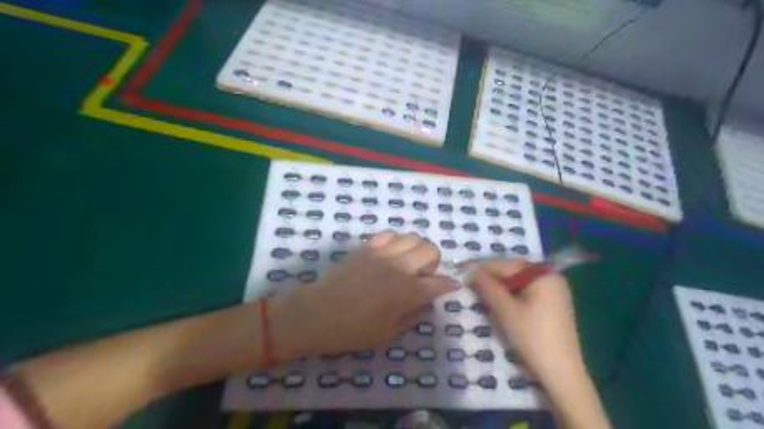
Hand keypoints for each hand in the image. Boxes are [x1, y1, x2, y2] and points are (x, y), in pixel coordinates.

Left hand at [267, 231, 454, 358]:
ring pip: (412, 237)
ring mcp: (382, 253)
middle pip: (430, 250)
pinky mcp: (366, 246)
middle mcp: (399, 267)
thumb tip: (423, 302)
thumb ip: (412, 314)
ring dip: (416, 249)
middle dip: (433, 262)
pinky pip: (389, 234)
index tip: (447, 286)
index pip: (439, 282)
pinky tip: (389, 253)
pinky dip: (396, 241)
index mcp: (407, 292)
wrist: (318, 313)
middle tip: (423, 275)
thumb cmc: (353, 330)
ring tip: (406, 262)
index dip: (447, 284)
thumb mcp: (388, 332)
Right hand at [472, 262, 612, 428]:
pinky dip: (511, 295)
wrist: (562, 373)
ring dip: (499, 287)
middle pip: (513, 271)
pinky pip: (527, 292)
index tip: (461, 273)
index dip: (481, 268)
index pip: (505, 265)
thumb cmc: (532, 337)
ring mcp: (554, 291)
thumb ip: (486, 286)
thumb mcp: (505, 310)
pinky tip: (499, 303)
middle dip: (490, 277)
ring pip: (518, 282)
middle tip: (468, 284)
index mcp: (542, 274)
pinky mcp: (553, 305)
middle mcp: (551, 277)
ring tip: (479, 293)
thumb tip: (469, 271)